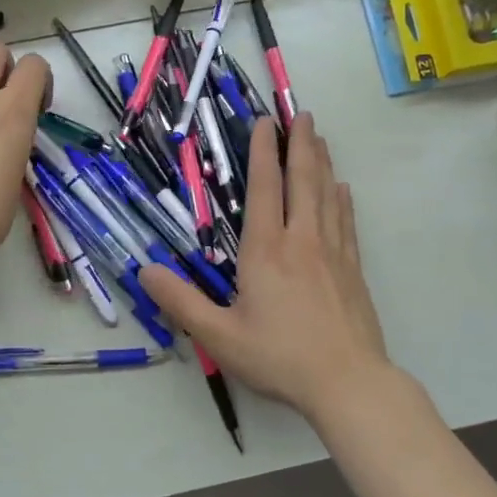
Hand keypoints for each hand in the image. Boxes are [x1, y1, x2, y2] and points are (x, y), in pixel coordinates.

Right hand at [139, 114, 392, 425]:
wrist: (348, 383)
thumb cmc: (279, 357)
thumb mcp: (219, 335)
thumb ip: (181, 302)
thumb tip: (145, 271)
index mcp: (266, 251)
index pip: (264, 189)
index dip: (262, 152)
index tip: (264, 122)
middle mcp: (301, 241)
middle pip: (303, 181)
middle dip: (301, 145)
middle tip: (303, 114)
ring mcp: (332, 253)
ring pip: (327, 196)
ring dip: (323, 163)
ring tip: (321, 139)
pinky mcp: (352, 270)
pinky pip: (347, 222)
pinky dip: (342, 200)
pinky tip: (343, 189)